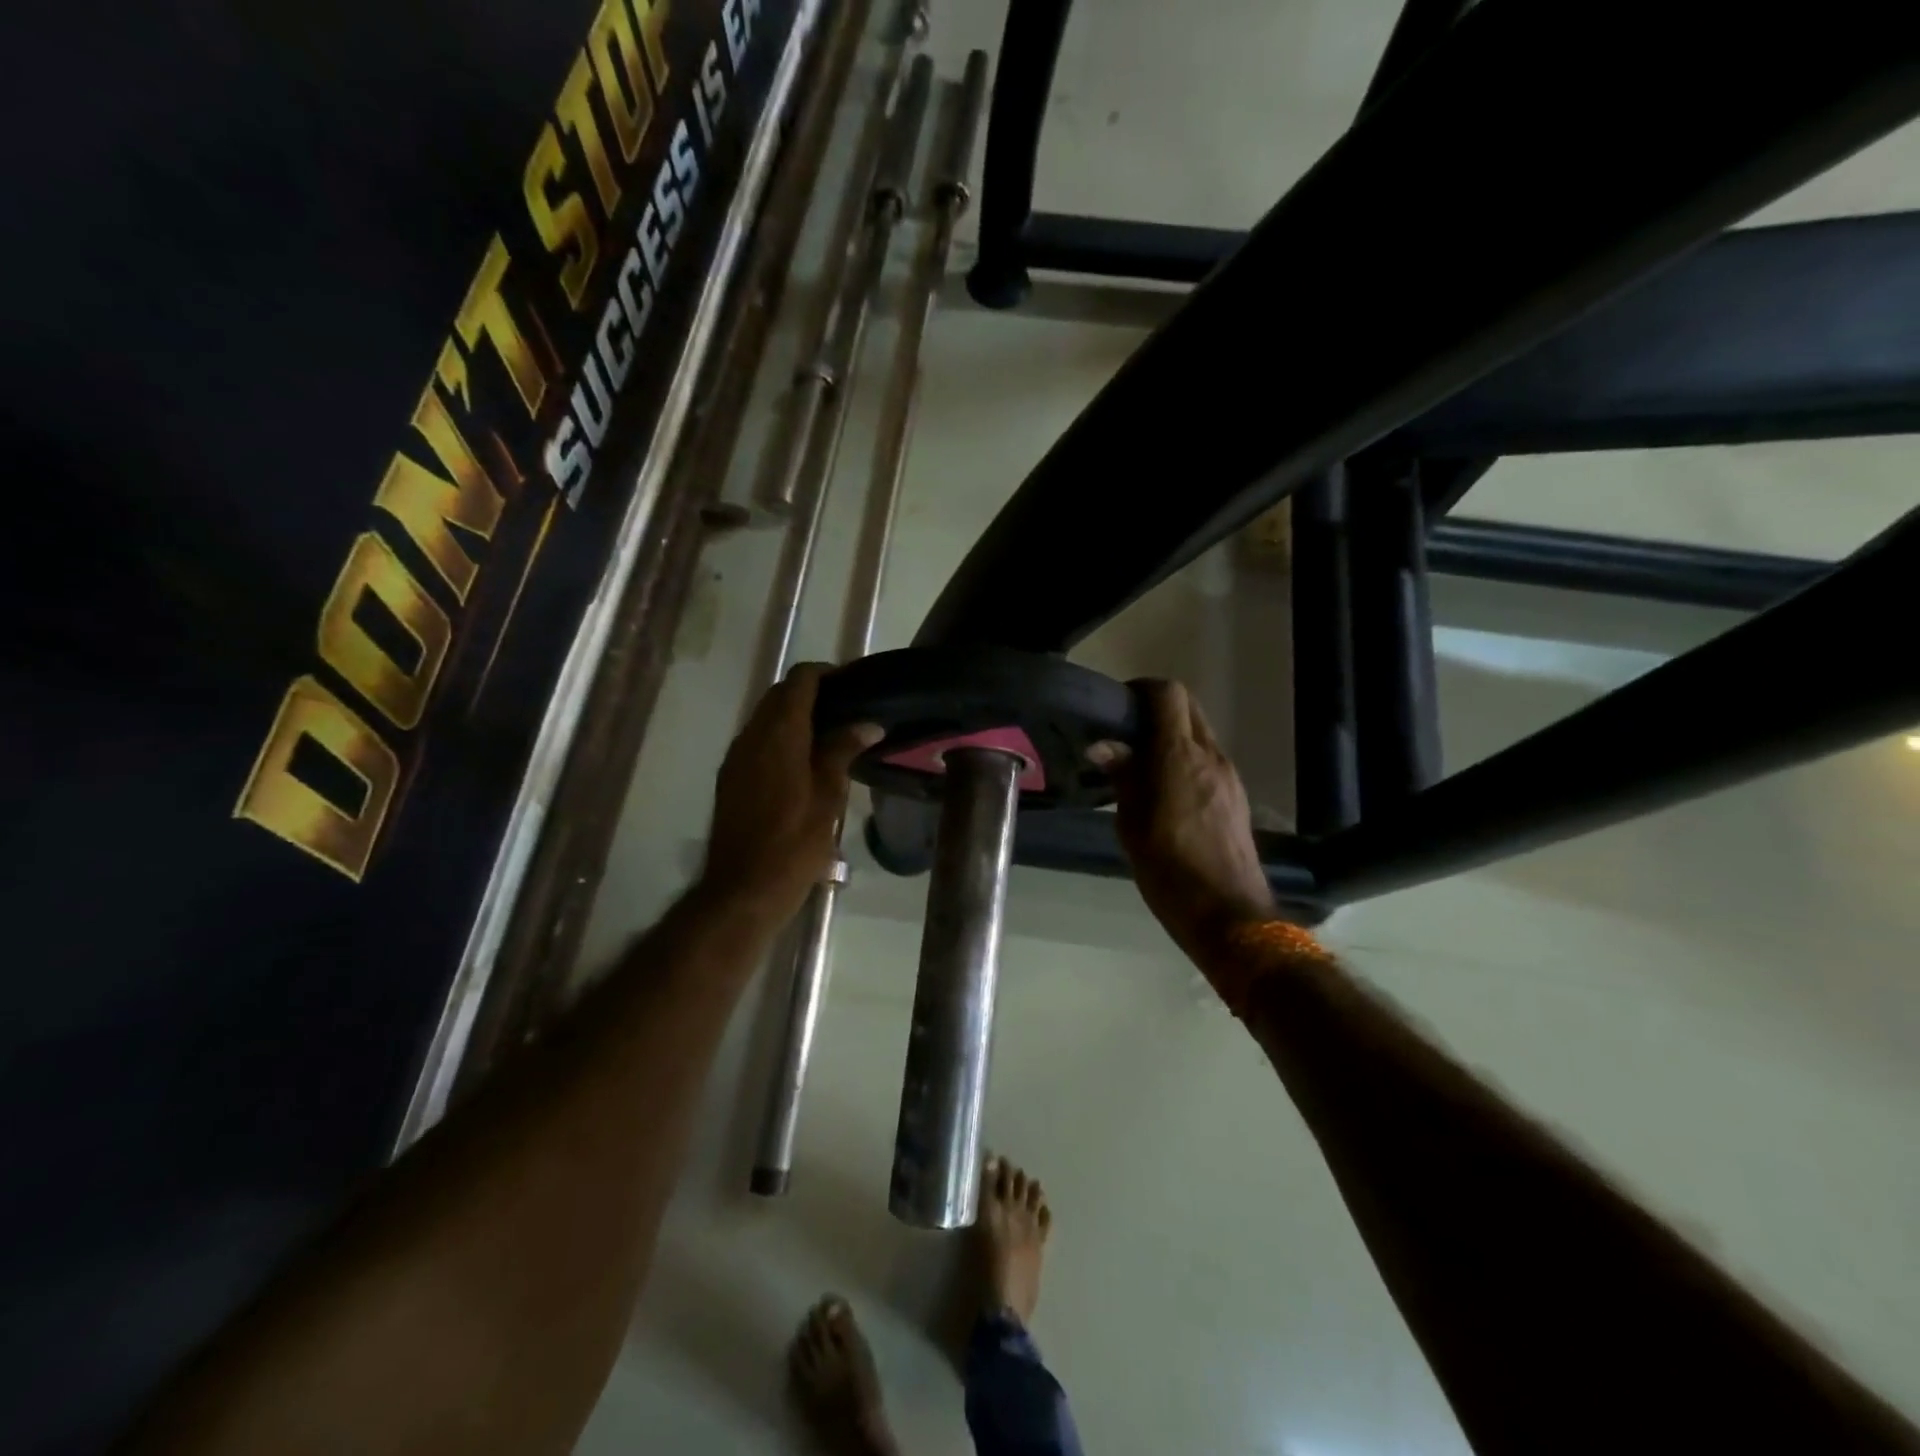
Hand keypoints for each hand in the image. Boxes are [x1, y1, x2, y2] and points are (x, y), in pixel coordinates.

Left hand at [699, 663, 882, 927]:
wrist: (743, 887)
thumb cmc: (794, 842)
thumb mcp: (828, 796)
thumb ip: (843, 750)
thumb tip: (867, 723)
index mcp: (780, 733)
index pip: (800, 680)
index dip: (826, 673)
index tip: (853, 684)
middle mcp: (752, 735)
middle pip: (780, 695)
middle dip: (811, 692)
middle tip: (847, 710)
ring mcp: (736, 756)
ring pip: (765, 717)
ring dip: (794, 715)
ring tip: (830, 734)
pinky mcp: (730, 777)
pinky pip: (757, 740)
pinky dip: (780, 736)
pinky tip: (803, 760)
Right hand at [1108, 679, 1274, 962]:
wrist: (1229, 914)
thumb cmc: (1169, 869)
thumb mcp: (1131, 825)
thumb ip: (1122, 777)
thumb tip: (1104, 746)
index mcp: (1179, 756)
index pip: (1168, 694)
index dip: (1142, 689)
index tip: (1118, 706)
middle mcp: (1210, 756)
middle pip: (1188, 707)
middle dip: (1157, 709)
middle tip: (1126, 733)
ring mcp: (1228, 775)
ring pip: (1200, 733)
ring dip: (1172, 736)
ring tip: (1141, 765)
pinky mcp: (1236, 796)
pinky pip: (1208, 760)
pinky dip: (1186, 759)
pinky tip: (1166, 790)